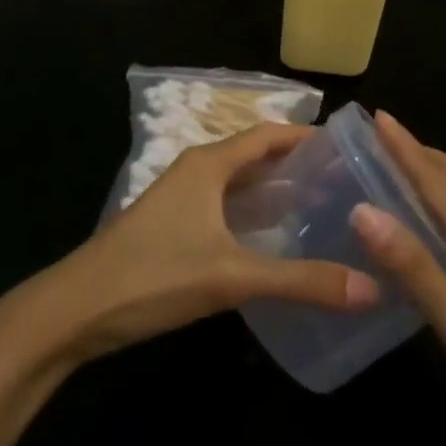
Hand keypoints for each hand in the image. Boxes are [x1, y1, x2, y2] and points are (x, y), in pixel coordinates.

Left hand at [27, 123, 378, 364]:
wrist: (74, 311)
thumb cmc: (152, 276)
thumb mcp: (232, 277)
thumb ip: (301, 281)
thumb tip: (371, 287)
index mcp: (209, 164)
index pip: (268, 134)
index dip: (308, 135)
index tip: (350, 148)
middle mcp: (196, 172)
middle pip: (255, 155)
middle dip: (298, 164)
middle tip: (347, 182)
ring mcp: (181, 200)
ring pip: (239, 184)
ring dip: (276, 190)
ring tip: (323, 206)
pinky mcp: (173, 227)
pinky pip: (226, 208)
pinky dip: (255, 214)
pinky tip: (277, 240)